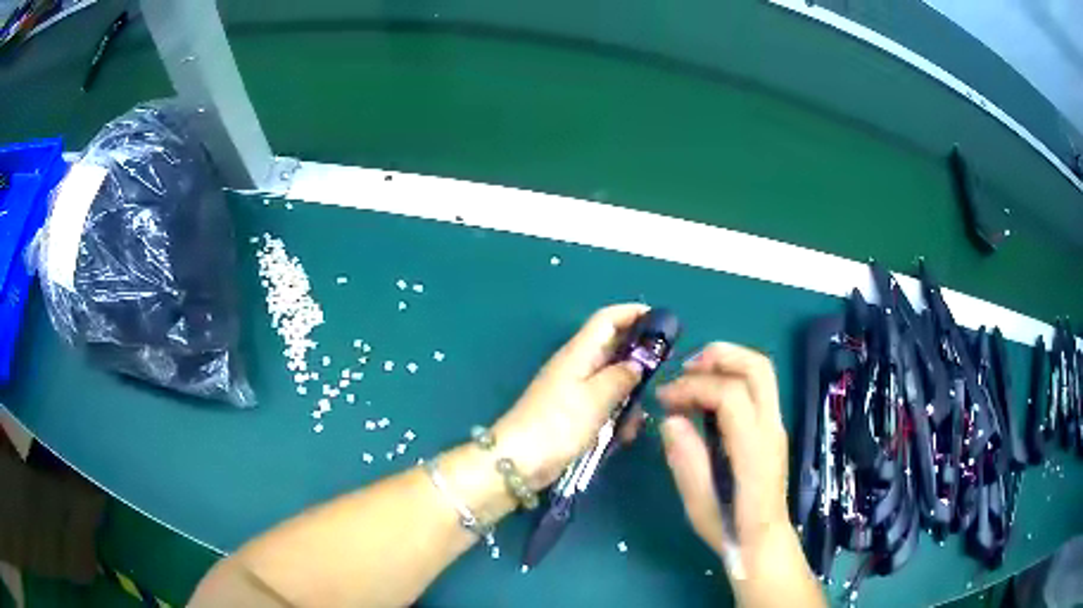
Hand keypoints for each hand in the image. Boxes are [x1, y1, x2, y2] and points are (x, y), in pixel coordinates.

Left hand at [492, 304, 647, 488]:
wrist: (519, 461)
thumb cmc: (558, 424)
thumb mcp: (596, 398)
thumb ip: (621, 376)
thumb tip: (639, 363)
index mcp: (579, 352)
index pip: (607, 319)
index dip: (633, 313)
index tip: (663, 321)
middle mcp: (577, 366)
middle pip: (613, 348)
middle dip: (639, 357)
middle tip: (665, 370)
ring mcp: (575, 391)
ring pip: (612, 380)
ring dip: (630, 394)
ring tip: (639, 418)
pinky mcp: (574, 414)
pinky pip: (604, 404)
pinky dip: (617, 414)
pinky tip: (625, 435)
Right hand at [656, 343, 789, 557]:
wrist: (763, 541)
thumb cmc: (729, 527)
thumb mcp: (699, 502)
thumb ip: (687, 460)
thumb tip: (670, 419)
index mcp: (754, 449)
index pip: (731, 394)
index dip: (693, 387)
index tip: (663, 399)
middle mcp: (772, 428)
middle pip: (757, 367)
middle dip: (719, 356)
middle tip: (684, 369)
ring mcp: (776, 425)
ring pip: (761, 372)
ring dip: (726, 363)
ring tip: (692, 377)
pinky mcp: (772, 428)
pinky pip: (757, 387)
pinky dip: (731, 378)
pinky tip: (706, 398)